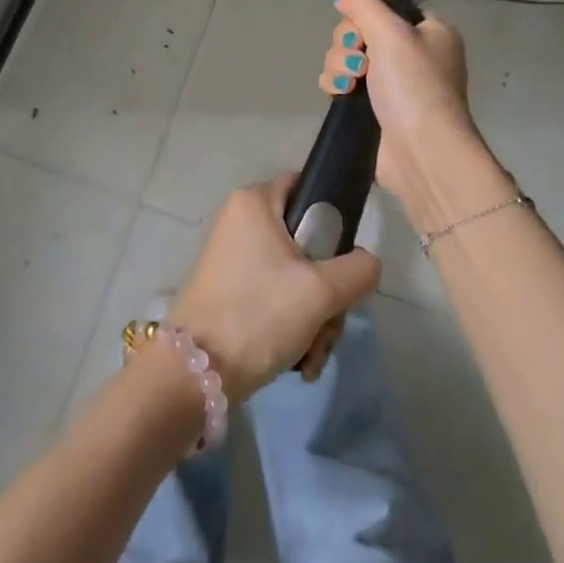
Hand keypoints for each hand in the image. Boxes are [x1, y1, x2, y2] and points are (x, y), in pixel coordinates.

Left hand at [169, 174, 380, 403]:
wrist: (196, 376)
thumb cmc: (259, 314)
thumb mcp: (321, 291)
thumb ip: (358, 269)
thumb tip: (367, 263)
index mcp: (255, 201)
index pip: (307, 186)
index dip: (334, 219)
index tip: (345, 260)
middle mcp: (241, 221)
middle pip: (306, 242)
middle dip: (327, 291)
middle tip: (329, 324)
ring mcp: (233, 257)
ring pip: (294, 276)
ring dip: (314, 318)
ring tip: (312, 355)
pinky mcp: (229, 291)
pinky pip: (274, 296)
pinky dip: (291, 327)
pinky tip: (298, 362)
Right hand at [320, 0, 504, 234]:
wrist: (421, 153)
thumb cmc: (414, 86)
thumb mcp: (391, 32)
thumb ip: (363, 4)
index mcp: (430, 32)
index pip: (387, 8)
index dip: (367, 16)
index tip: (363, 30)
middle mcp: (413, 54)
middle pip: (360, 31)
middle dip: (348, 44)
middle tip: (359, 63)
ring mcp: (393, 83)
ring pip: (348, 56)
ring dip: (339, 65)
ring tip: (349, 84)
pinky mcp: (374, 109)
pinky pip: (344, 83)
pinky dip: (337, 84)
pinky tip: (340, 94)